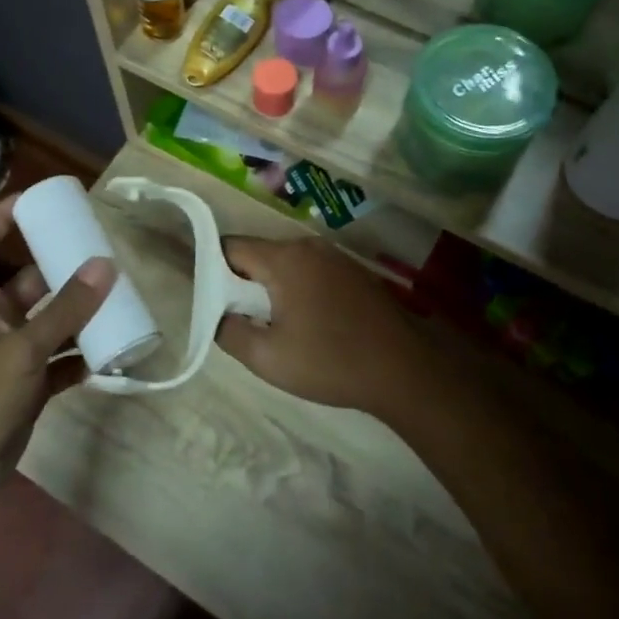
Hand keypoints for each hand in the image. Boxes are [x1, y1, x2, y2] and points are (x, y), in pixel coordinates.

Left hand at [0, 194, 113, 507]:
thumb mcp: (21, 351)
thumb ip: (65, 311)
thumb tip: (106, 264)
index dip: (3, 215)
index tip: (39, 199)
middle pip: (29, 281)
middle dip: (63, 268)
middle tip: (105, 254)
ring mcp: (9, 356)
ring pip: (49, 323)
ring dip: (80, 315)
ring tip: (121, 299)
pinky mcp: (25, 388)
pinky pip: (59, 362)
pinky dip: (82, 357)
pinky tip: (113, 353)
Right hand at [214, 238, 437, 419]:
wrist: (405, 371)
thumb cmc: (330, 362)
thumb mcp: (267, 358)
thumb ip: (229, 331)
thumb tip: (219, 316)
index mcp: (284, 259)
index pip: (231, 247)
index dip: (213, 271)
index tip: (214, 303)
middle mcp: (309, 247)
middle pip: (259, 254)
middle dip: (243, 283)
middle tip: (243, 321)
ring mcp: (336, 257)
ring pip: (286, 264)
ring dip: (272, 289)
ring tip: (274, 327)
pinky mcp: (354, 273)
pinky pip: (311, 272)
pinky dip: (298, 291)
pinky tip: (309, 325)